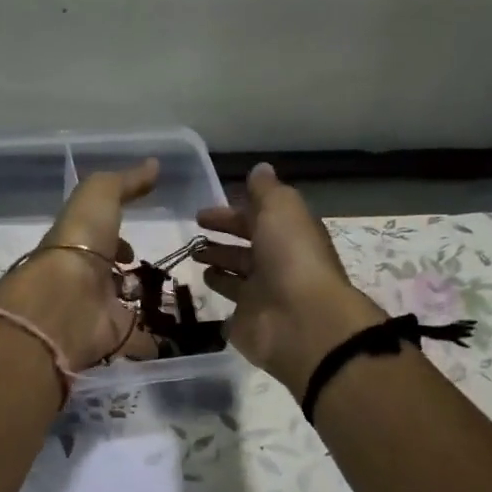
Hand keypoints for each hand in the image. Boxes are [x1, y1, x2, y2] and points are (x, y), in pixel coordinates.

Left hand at [0, 158, 160, 369]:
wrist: (64, 302)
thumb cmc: (79, 243)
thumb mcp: (99, 196)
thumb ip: (125, 182)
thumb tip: (154, 165)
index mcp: (77, 245)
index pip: (99, 241)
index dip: (117, 240)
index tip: (134, 244)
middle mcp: (84, 279)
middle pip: (109, 276)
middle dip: (128, 275)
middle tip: (157, 275)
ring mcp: (96, 312)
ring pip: (122, 308)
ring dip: (141, 306)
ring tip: (175, 303)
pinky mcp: (112, 339)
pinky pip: (137, 340)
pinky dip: (153, 341)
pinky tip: (176, 337)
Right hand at [194, 162, 384, 393]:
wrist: (300, 321)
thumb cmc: (291, 258)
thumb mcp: (280, 210)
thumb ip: (266, 191)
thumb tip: (259, 169)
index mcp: (288, 235)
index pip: (256, 219)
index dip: (230, 214)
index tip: (201, 214)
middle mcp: (276, 263)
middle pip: (245, 247)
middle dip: (221, 239)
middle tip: (192, 236)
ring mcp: (262, 294)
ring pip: (236, 274)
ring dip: (218, 263)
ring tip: (192, 258)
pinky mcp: (247, 320)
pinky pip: (230, 303)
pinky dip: (218, 293)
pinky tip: (198, 287)